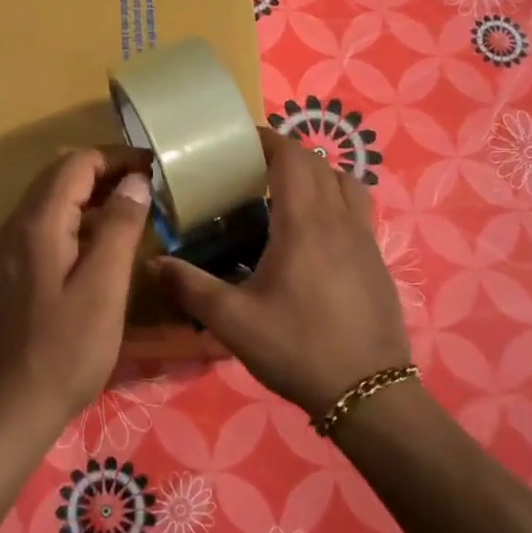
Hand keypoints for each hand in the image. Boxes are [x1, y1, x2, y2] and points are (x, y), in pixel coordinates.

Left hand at [0, 147, 154, 429]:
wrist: (12, 408)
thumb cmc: (66, 350)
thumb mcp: (104, 287)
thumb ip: (119, 227)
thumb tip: (134, 180)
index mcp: (38, 224)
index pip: (76, 164)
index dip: (116, 157)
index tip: (154, 166)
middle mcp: (16, 228)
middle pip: (60, 178)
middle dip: (104, 172)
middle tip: (148, 184)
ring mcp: (9, 252)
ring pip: (51, 204)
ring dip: (90, 197)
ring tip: (133, 209)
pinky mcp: (11, 274)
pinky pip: (45, 229)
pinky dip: (76, 222)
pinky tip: (101, 245)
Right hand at [154, 129, 410, 417]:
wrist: (368, 391)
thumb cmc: (298, 348)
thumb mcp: (233, 322)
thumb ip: (191, 287)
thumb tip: (154, 264)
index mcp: (304, 223)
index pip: (291, 158)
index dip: (267, 140)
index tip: (240, 142)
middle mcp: (339, 219)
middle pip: (318, 164)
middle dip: (286, 154)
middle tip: (252, 168)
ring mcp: (365, 238)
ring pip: (346, 182)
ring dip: (317, 173)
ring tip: (287, 192)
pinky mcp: (377, 258)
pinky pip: (358, 208)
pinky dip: (335, 199)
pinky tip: (315, 233)